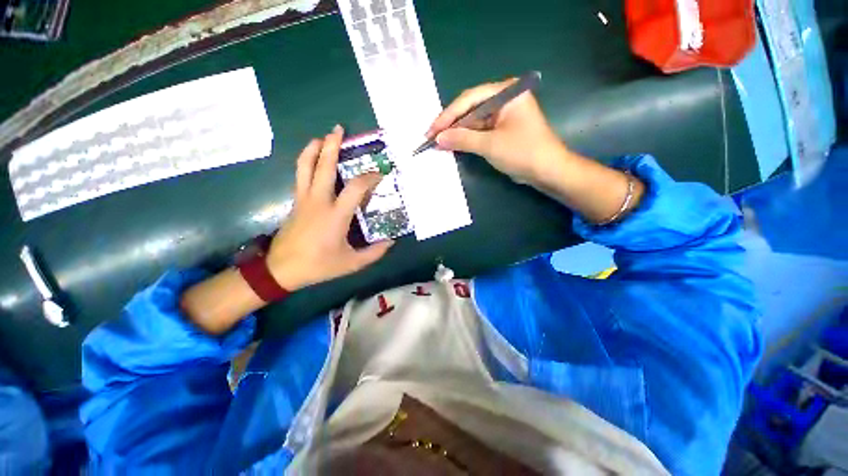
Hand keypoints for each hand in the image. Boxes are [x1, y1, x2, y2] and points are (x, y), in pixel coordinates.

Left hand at [267, 125, 393, 290]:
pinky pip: (300, 175)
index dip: (370, 177)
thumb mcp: (351, 263)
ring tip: (322, 137)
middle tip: (339, 129)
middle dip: (332, 146)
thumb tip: (391, 242)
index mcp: (336, 215)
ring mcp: (304, 199)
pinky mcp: (296, 202)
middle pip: (324, 166)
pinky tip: (314, 160)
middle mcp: (319, 201)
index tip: (380, 173)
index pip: (356, 187)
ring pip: (305, 166)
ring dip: (313, 149)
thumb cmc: (318, 265)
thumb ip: (374, 253)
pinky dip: (306, 162)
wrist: (281, 269)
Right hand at [427, 78, 568, 185]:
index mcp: (506, 92)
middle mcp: (504, 99)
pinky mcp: (502, 129)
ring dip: (458, 132)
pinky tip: (454, 144)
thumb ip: (462, 139)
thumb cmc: (522, 152)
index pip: (469, 99)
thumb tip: (438, 139)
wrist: (548, 171)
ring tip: (439, 142)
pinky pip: (480, 130)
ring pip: (474, 121)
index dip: (448, 116)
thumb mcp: (490, 145)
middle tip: (432, 137)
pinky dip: (467, 139)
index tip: (431, 131)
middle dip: (451, 124)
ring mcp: (504, 114)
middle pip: (470, 108)